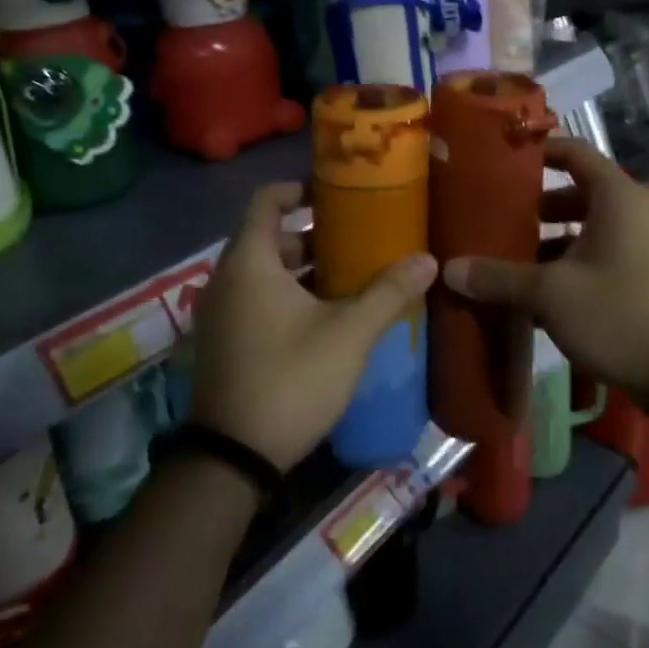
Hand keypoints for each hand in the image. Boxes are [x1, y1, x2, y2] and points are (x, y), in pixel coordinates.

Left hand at [191, 183, 436, 471]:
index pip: (266, 201)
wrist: (233, 459)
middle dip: (313, 235)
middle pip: (269, 238)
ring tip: (352, 276)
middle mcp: (226, 280)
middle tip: (358, 239)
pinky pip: (256, 300)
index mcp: (250, 263)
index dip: (299, 189)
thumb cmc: (290, 379)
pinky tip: (327, 316)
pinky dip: (287, 296)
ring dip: (304, 270)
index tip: (336, 192)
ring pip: (264, 273)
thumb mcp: (348, 334)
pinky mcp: (223, 342)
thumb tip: (428, 260)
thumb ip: (388, 293)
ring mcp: (220, 313)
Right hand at [443, 140, 648, 414]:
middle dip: (534, 206)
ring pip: (585, 231)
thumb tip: (448, 270)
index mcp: (615, 197)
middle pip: (576, 193)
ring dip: (548, 242)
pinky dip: (567, 268)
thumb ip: (499, 278)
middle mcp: (632, 213)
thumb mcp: (550, 294)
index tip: (500, 159)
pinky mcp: (643, 280)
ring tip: (506, 259)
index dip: (538, 150)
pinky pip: (597, 259)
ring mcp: (641, 248)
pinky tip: (535, 297)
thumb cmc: (620, 315)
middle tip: (494, 218)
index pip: (573, 152)